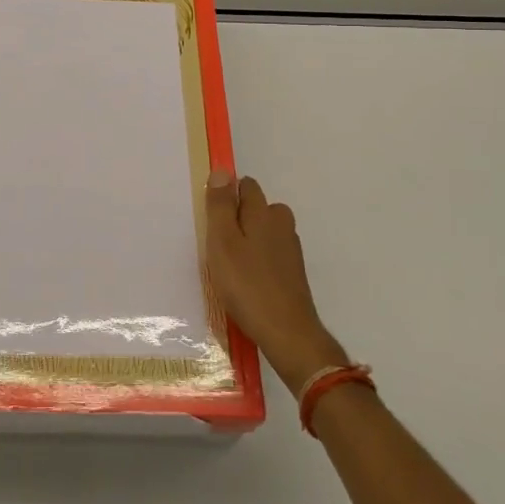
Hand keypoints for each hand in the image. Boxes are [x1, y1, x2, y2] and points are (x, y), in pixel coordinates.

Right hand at [205, 171, 345, 392]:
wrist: (287, 332)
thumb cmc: (247, 284)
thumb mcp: (222, 242)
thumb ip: (220, 206)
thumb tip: (222, 171)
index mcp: (264, 212)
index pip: (246, 186)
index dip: (227, 195)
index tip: (211, 217)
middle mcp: (282, 224)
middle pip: (257, 208)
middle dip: (238, 218)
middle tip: (216, 244)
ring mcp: (291, 249)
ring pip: (264, 232)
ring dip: (248, 241)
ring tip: (228, 265)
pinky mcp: (293, 272)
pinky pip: (270, 254)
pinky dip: (257, 261)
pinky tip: (245, 281)